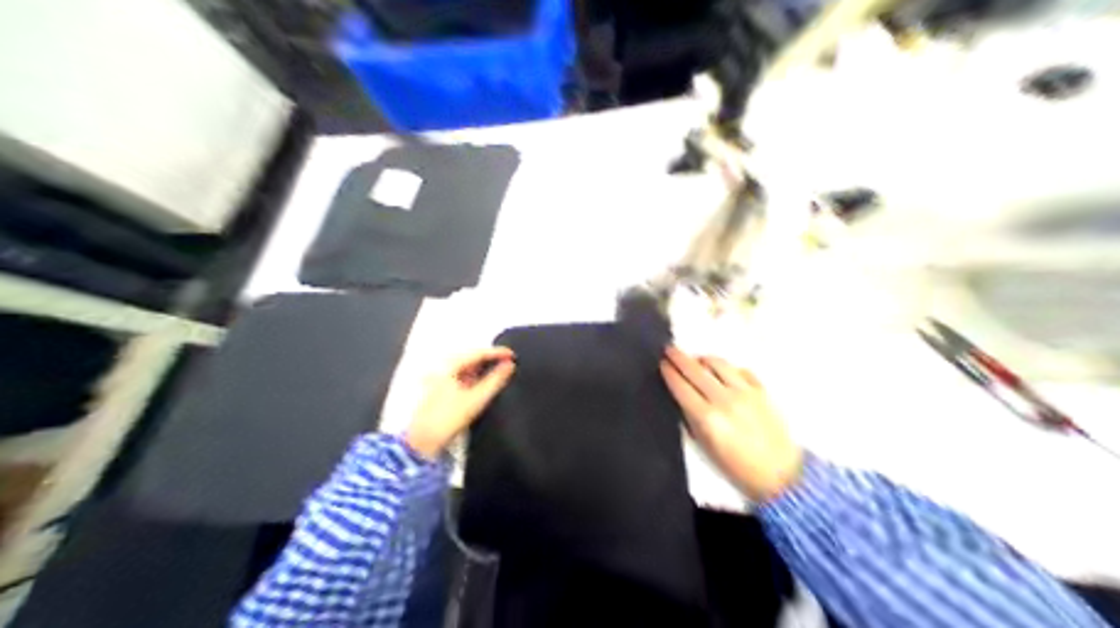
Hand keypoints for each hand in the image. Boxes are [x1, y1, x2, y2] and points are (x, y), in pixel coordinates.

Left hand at [408, 346, 515, 457]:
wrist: (422, 441)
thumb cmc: (449, 418)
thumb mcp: (476, 399)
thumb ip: (495, 380)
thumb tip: (510, 365)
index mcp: (448, 365)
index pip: (476, 353)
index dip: (496, 352)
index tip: (513, 355)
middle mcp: (441, 367)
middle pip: (469, 357)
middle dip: (489, 358)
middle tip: (508, 360)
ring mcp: (439, 377)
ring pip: (465, 366)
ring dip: (482, 367)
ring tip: (500, 369)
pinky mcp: (440, 389)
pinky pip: (461, 375)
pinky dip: (474, 375)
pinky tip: (484, 380)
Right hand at [659, 346, 803, 501]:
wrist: (780, 474)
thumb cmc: (738, 468)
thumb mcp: (706, 449)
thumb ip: (692, 421)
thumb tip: (682, 399)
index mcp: (708, 418)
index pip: (682, 388)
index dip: (670, 373)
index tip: (662, 363)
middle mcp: (725, 400)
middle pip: (696, 371)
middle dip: (680, 358)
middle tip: (670, 349)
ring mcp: (745, 392)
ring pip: (719, 364)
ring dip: (703, 359)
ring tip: (697, 360)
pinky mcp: (762, 390)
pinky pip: (740, 370)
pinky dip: (728, 368)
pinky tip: (723, 372)